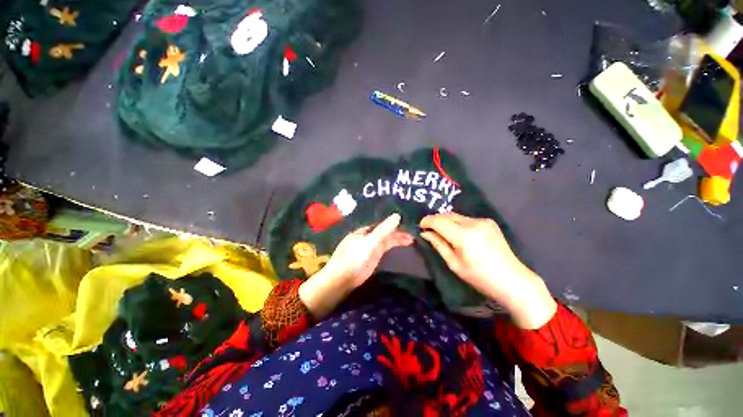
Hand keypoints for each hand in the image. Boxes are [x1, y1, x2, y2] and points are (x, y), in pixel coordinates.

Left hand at [299, 213, 412, 318]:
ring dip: (398, 239)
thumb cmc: (354, 257)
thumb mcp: (369, 242)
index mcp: (365, 230)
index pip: (382, 224)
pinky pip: (386, 247)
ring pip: (387, 240)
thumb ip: (383, 230)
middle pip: (385, 232)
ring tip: (412, 239)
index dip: (394, 223)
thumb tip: (397, 215)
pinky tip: (402, 245)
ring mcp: (371, 246)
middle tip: (413, 233)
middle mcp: (368, 236)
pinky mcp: (374, 256)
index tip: (407, 223)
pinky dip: (394, 245)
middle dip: (398, 232)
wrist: (343, 278)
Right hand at [420, 212, 556, 328]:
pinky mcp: (489, 222)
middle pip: (447, 215)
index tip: (420, 226)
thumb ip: (438, 245)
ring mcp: (483, 221)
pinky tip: (457, 232)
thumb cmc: (480, 277)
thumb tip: (425, 233)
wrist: (513, 280)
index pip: (439, 221)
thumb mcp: (454, 264)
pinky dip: (457, 223)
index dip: (427, 221)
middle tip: (428, 229)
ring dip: (446, 220)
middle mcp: (474, 223)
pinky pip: (466, 219)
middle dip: (435, 220)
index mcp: (464, 235)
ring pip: (456, 215)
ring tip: (441, 230)